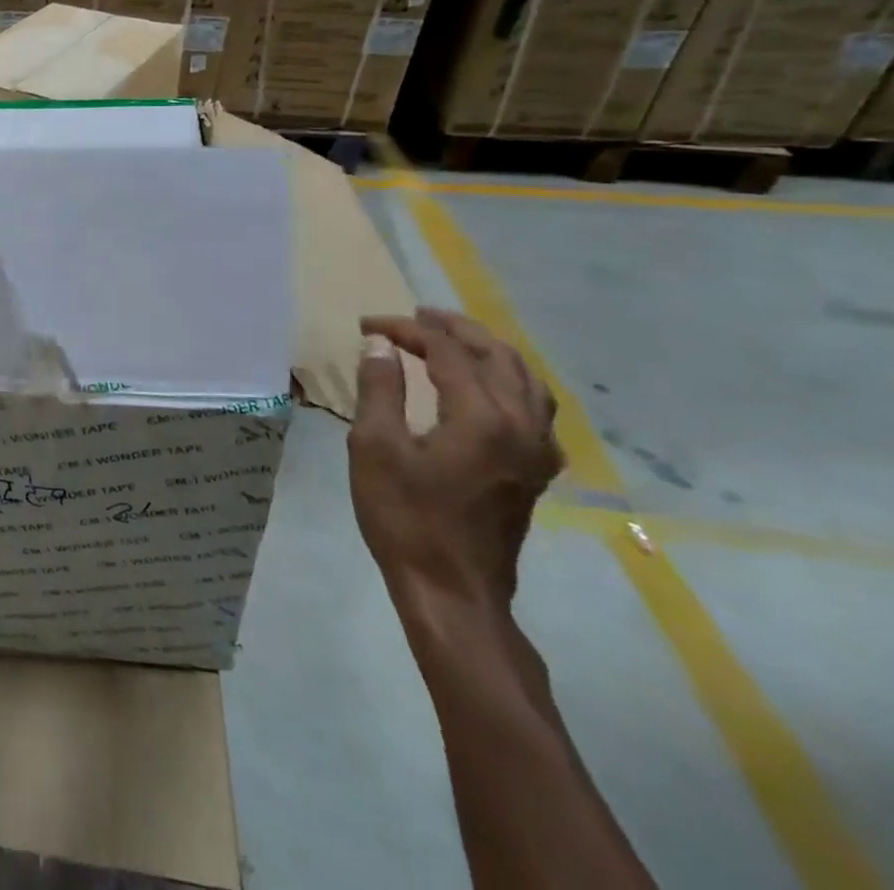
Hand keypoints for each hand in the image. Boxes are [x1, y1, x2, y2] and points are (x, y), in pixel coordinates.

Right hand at [349, 308, 562, 613]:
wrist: (452, 590)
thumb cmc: (405, 517)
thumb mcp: (375, 447)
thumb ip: (379, 389)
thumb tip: (380, 345)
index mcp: (482, 417)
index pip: (447, 352)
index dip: (406, 331)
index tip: (368, 325)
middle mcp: (522, 425)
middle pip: (497, 356)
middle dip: (453, 329)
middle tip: (413, 316)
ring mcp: (537, 450)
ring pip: (524, 378)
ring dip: (486, 350)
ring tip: (449, 338)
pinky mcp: (537, 469)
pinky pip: (532, 406)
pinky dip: (506, 379)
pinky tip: (483, 386)